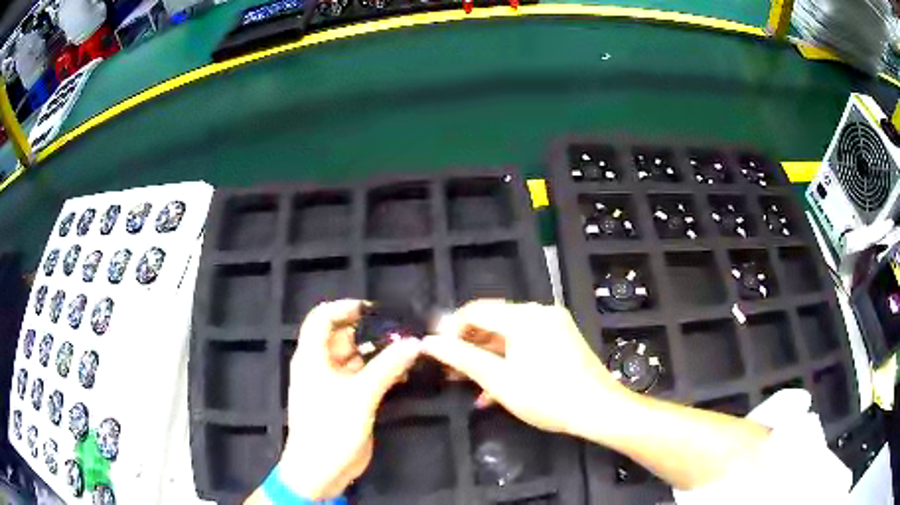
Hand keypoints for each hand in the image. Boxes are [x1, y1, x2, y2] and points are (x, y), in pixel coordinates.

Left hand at [278, 300, 421, 499]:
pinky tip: (404, 373)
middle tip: (403, 331)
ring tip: (410, 349)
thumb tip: (414, 342)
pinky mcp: (349, 400)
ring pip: (358, 358)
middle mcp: (322, 365)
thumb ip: (387, 367)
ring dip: (380, 353)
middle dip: (371, 331)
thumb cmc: (330, 428)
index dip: (344, 308)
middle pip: (343, 337)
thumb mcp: (359, 395)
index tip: (375, 310)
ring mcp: (336, 384)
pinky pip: (366, 377)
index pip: (322, 318)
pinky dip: (382, 372)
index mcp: (312, 357)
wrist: (322, 469)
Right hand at [422, 300, 627, 435]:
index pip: (475, 311)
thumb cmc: (546, 396)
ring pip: (509, 336)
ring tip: (467, 382)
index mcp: (525, 316)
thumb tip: (429, 342)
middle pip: (493, 322)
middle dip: (468, 346)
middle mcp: (540, 312)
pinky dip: (508, 360)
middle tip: (449, 370)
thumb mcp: (498, 380)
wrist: (598, 410)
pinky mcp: (562, 339)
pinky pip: (526, 344)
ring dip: (487, 357)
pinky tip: (495, 387)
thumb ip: (461, 358)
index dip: (451, 329)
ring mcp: (554, 325)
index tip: (436, 351)